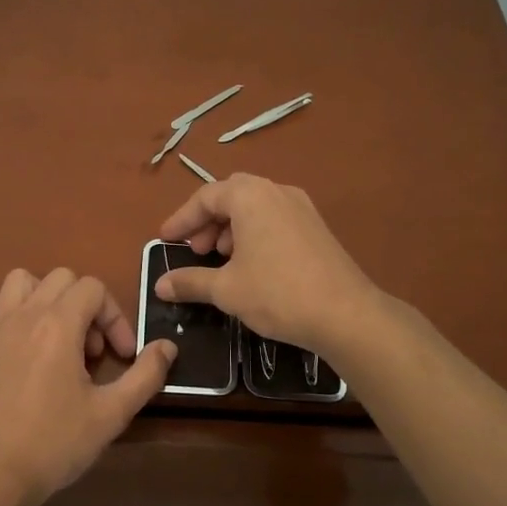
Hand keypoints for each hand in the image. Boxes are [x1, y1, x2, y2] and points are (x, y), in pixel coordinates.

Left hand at [0, 268, 176, 505]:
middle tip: (91, 351)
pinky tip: (13, 339)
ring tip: (55, 335)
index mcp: (59, 324)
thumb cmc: (55, 443)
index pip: (94, 288)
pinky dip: (0, 311)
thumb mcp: (112, 414)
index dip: (115, 317)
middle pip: (62, 278)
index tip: (121, 356)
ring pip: (20, 281)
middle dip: (85, 306)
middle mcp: (25, 314)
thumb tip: (167, 347)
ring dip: (44, 298)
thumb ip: (146, 375)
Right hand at [153, 174, 379, 357]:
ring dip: (231, 227)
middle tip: (195, 249)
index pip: (205, 197)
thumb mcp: (226, 289)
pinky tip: (252, 265)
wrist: (346, 314)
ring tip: (221, 259)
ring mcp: (301, 207)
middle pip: (231, 195)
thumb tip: (160, 285)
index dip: (181, 219)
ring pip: (255, 207)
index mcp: (250, 196)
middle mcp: (276, 191)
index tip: (165, 240)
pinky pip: (275, 218)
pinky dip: (254, 233)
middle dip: (208, 221)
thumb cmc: (277, 293)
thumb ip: (190, 282)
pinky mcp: (317, 227)